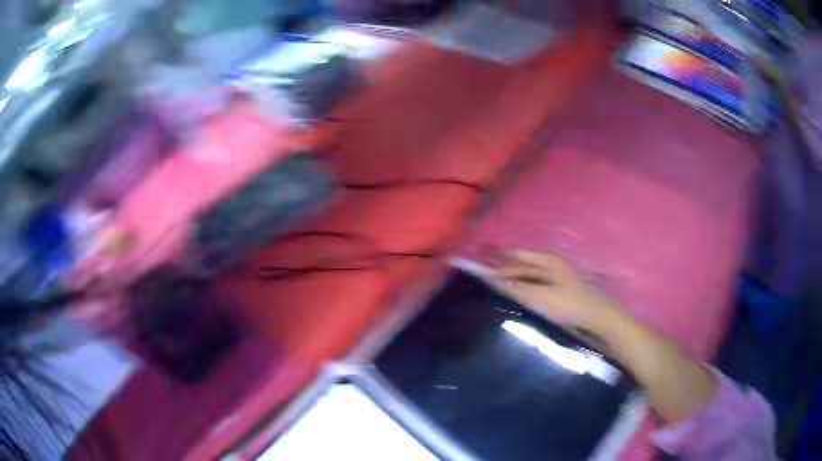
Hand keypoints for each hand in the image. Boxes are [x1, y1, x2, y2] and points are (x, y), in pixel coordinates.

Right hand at [494, 249, 619, 331]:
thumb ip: (520, 289)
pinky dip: (521, 287)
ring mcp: (555, 276)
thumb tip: (496, 281)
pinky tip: (514, 294)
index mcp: (548, 260)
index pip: (517, 254)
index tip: (480, 254)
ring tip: (493, 284)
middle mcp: (551, 263)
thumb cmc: (572, 304)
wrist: (598, 317)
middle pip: (522, 264)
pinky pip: (533, 284)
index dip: (499, 254)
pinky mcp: (557, 289)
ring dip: (512, 278)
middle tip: (482, 274)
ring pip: (527, 274)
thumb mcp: (544, 297)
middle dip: (503, 267)